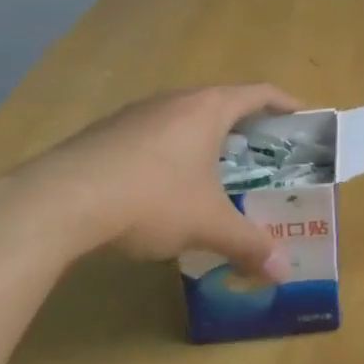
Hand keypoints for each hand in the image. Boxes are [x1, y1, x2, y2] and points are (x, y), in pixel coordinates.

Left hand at [0, 83, 299, 277]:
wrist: (62, 199)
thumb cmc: (152, 197)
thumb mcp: (206, 224)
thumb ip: (247, 243)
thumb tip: (283, 270)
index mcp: (209, 108)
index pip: (259, 93)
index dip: (284, 103)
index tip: (301, 117)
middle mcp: (176, 99)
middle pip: (221, 102)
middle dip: (244, 126)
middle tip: (261, 155)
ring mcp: (138, 112)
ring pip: (184, 117)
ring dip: (203, 138)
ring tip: (213, 171)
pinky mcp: (107, 131)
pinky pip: (153, 132)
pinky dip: (170, 150)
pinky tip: (160, 186)